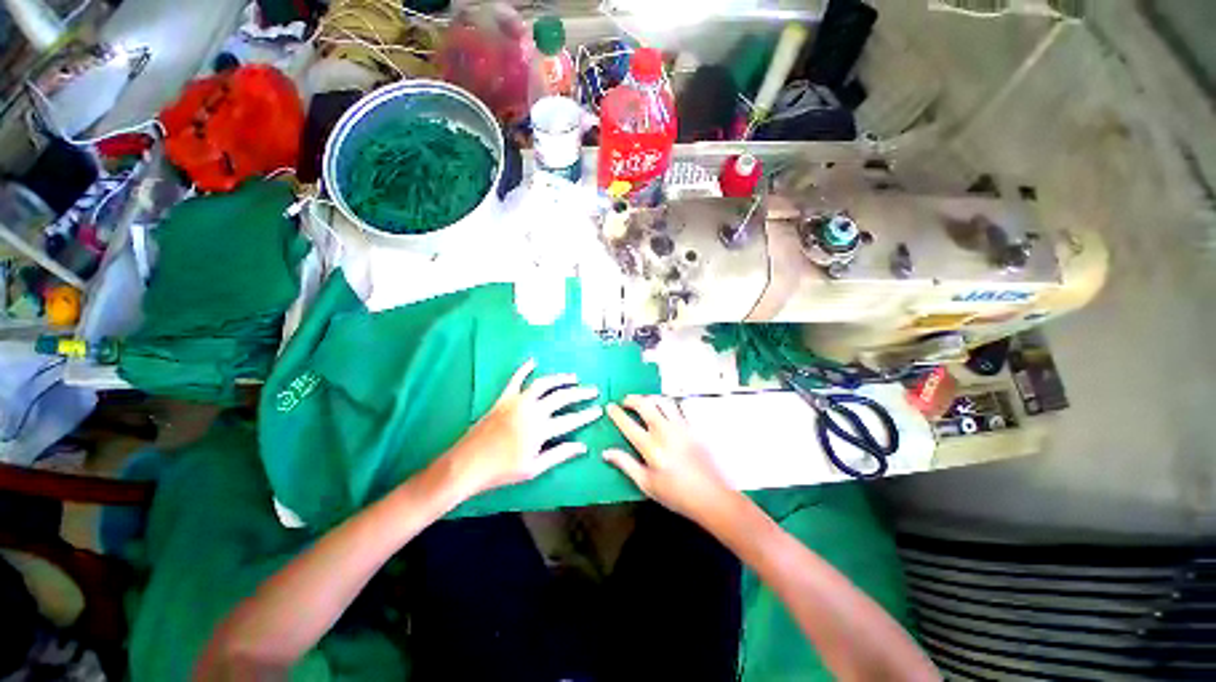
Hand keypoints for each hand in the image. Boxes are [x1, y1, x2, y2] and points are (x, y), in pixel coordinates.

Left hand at [444, 359, 602, 496]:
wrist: (468, 464)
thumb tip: (582, 447)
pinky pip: (516, 379)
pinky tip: (534, 361)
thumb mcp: (534, 468)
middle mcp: (532, 410)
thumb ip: (560, 455)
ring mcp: (517, 401)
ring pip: (544, 384)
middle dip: (580, 392)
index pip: (571, 420)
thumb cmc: (502, 470)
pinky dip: (525, 368)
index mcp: (541, 429)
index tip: (599, 410)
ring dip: (560, 378)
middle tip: (593, 390)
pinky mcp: (504, 398)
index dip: (587, 415)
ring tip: (573, 377)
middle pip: (562, 397)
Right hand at [604, 395, 735, 523]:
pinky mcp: (694, 427)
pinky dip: (669, 404)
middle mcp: (665, 431)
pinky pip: (680, 407)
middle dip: (632, 399)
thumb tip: (606, 452)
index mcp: (650, 447)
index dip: (616, 413)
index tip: (610, 407)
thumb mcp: (646, 484)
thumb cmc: (676, 494)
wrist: (711, 496)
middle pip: (645, 405)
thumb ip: (626, 464)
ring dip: (650, 398)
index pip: (628, 424)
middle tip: (626, 401)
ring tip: (644, 401)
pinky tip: (666, 408)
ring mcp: (681, 427)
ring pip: (663, 401)